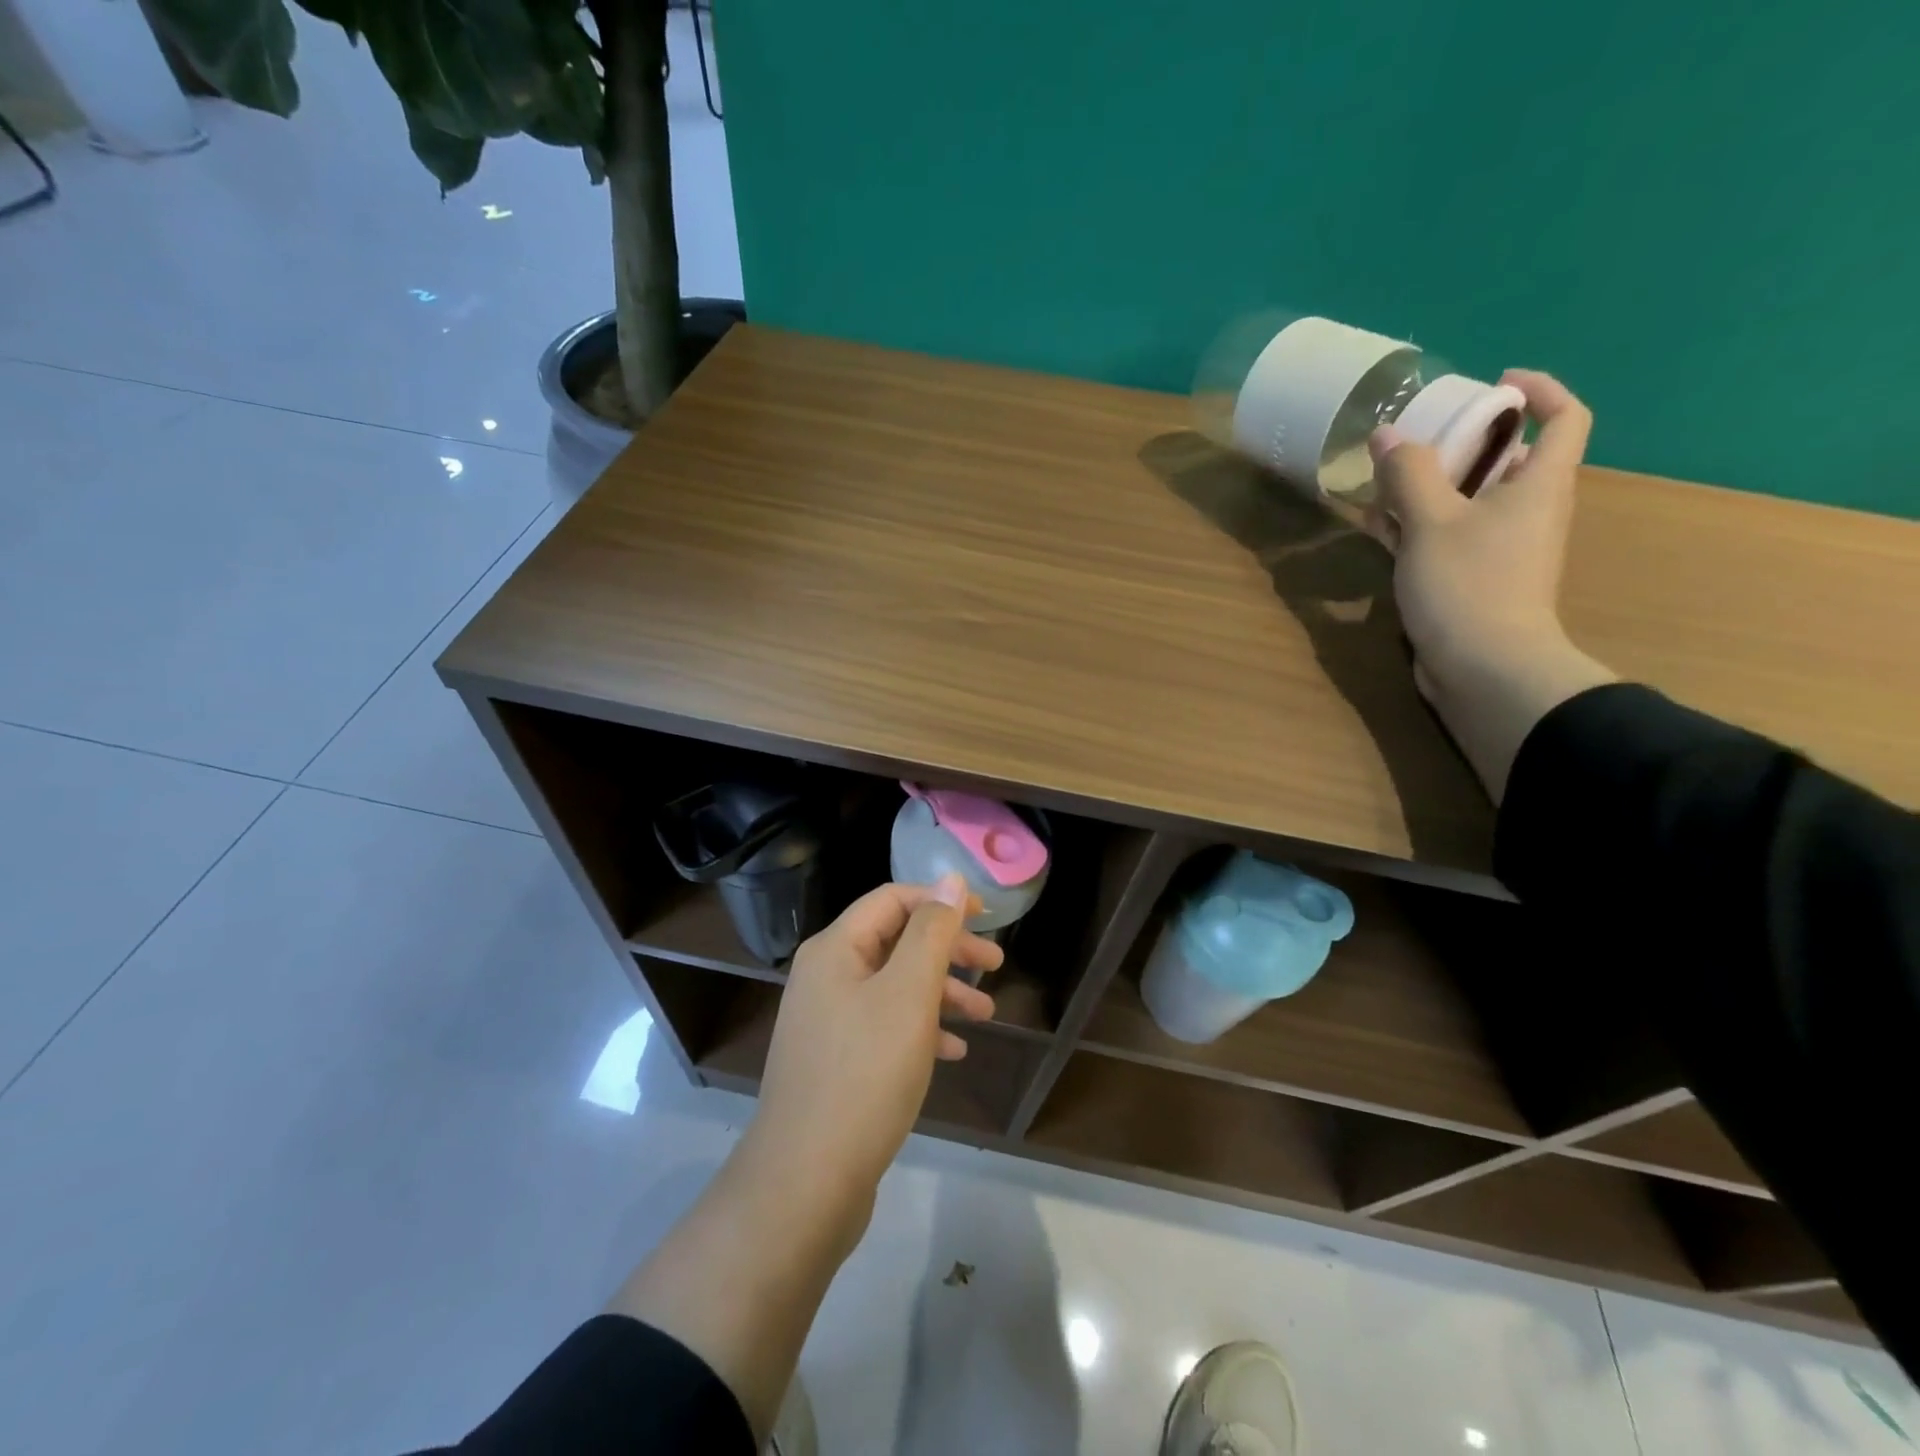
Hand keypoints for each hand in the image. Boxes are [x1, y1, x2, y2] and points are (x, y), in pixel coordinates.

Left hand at [743, 875, 1003, 1232]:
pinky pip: (884, 1026)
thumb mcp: (909, 994)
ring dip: (941, 992)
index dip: (942, 901)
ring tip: (986, 1016)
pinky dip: (920, 1028)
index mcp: (835, 948)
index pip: (893, 899)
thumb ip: (932, 932)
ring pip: (894, 986)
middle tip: (995, 966)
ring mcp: (827, 1020)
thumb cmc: (865, 1073)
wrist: (806, 1181)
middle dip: (948, 950)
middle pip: (896, 941)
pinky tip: (952, 1051)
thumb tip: (950, 880)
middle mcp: (825, 975)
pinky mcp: (834, 1060)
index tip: (987, 920)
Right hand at [1367, 369, 1616, 798]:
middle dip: (1462, 444)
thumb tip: (1388, 434)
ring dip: (1430, 488)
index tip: (1495, 384)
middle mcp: (1530, 511)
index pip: (1565, 417)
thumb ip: (1408, 474)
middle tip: (1416, 439)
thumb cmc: (1469, 584)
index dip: (1539, 391)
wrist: (1485, 668)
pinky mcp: (1476, 580)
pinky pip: (1450, 537)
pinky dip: (1420, 526)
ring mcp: (1503, 549)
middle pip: (1507, 460)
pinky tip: (1379, 529)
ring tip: (1382, 484)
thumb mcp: (1431, 522)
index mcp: (1539, 484)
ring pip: (1471, 501)